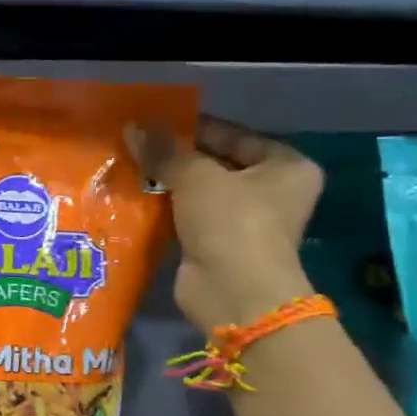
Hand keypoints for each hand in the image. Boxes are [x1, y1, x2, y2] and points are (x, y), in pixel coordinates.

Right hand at [125, 116, 323, 333]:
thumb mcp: (197, 177)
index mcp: (286, 167)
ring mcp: (245, 223)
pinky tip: (135, 196)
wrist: (234, 294)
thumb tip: (133, 127)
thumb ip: (166, 152)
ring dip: (168, 183)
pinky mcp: (219, 246)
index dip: (196, 127)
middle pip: (217, 163)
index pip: (235, 135)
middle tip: (138, 142)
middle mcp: (272, 192)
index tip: (157, 121)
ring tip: (130, 164)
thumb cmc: (232, 223)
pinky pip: (188, 218)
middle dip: (178, 157)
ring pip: (200, 192)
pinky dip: (166, 210)